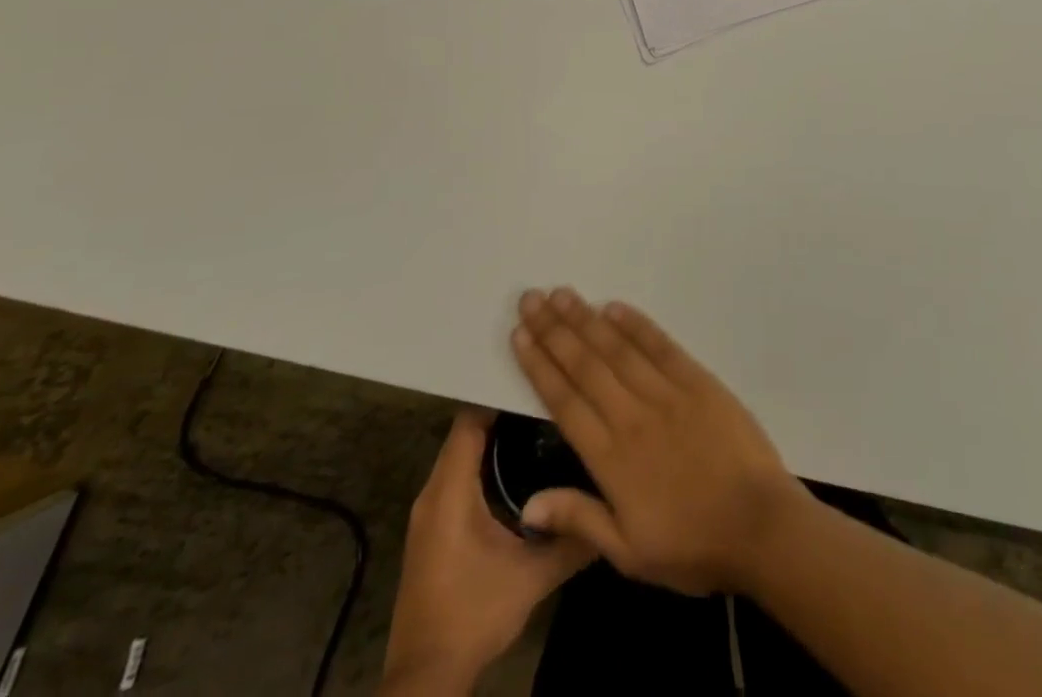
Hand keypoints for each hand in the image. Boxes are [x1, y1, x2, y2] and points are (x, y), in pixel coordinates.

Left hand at [380, 408, 593, 695]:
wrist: (427, 679)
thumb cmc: (474, 616)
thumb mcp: (532, 577)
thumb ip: (573, 538)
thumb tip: (614, 502)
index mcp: (450, 492)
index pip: (471, 419)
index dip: (502, 392)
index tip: (540, 374)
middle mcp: (433, 492)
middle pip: (468, 431)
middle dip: (506, 409)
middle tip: (550, 391)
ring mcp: (430, 512)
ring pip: (464, 453)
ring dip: (497, 435)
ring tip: (544, 417)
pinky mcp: (435, 529)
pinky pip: (461, 475)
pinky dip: (487, 460)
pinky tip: (523, 462)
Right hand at [509, 286, 812, 596]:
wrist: (758, 524)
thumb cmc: (691, 547)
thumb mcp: (629, 553)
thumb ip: (579, 519)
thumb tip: (527, 505)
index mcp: (610, 459)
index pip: (565, 402)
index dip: (540, 366)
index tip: (520, 336)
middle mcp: (632, 416)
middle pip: (586, 365)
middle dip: (555, 330)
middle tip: (532, 299)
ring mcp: (667, 394)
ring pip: (618, 349)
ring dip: (588, 319)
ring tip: (563, 295)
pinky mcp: (698, 381)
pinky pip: (661, 346)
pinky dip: (637, 325)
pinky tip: (615, 307)